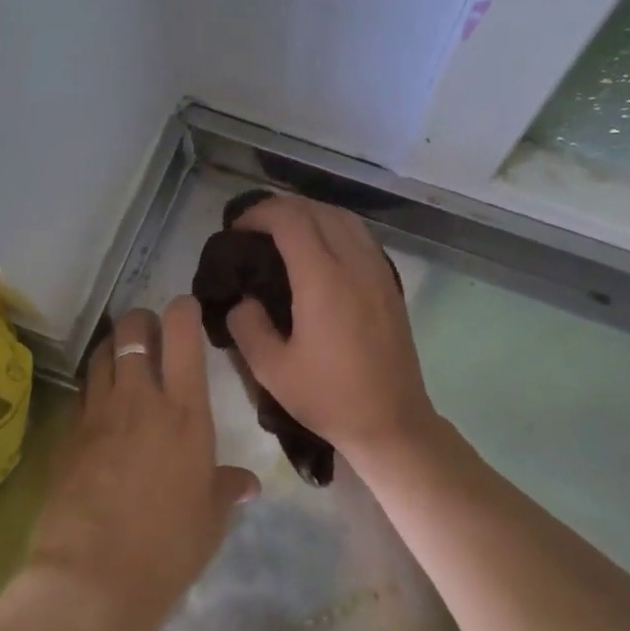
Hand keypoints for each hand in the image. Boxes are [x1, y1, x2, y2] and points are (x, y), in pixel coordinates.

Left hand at [27, 299, 256, 630]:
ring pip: (100, 353)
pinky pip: (81, 392)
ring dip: (113, 347)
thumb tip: (247, 483)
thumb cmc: (169, 546)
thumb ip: (227, 488)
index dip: (183, 310)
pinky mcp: (67, 435)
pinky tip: (100, 405)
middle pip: (132, 330)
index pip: (182, 335)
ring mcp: (98, 413)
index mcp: (185, 411)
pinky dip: (93, 385)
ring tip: (123, 360)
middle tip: (151, 335)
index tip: (186, 308)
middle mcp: (140, 398)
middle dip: (141, 321)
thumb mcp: (210, 517)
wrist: (94, 578)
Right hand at [225, 196, 436, 464]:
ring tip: (284, 232)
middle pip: (317, 210)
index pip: (290, 220)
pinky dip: (334, 227)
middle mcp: (354, 264)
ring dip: (311, 213)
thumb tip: (243, 301)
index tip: (237, 229)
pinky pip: (361, 236)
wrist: (391, 422)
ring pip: (344, 218)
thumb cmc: (329, 398)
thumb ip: (247, 326)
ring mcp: (378, 271)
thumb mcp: (271, 370)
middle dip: (281, 208)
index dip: (259, 213)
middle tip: (254, 228)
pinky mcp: (390, 284)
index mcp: (323, 280)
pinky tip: (320, 249)